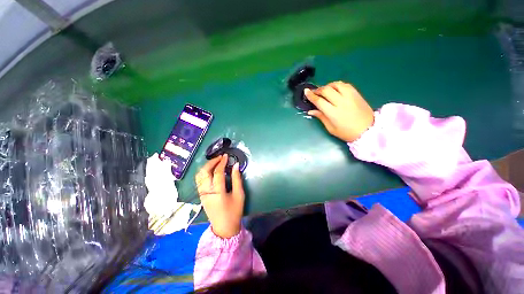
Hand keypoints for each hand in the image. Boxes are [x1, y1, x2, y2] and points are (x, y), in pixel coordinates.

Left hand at [195, 154, 244, 238]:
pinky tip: (211, 170)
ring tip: (215, 162)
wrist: (224, 228)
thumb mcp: (239, 195)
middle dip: (211, 162)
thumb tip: (236, 165)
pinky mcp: (201, 196)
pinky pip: (199, 180)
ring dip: (206, 166)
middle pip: (204, 172)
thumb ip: (237, 179)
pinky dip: (204, 172)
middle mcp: (207, 192)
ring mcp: (202, 194)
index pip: (217, 172)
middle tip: (220, 157)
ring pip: (199, 176)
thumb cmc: (234, 211)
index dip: (222, 162)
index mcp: (217, 192)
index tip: (226, 156)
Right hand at [304, 81, 373, 141]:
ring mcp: (350, 96)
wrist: (368, 130)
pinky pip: (345, 85)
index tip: (306, 91)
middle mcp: (341, 102)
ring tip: (324, 90)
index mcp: (333, 113)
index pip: (319, 101)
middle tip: (315, 93)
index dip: (311, 95)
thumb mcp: (331, 128)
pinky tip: (335, 89)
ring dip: (328, 86)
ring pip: (336, 85)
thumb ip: (321, 117)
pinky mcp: (357, 94)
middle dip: (318, 90)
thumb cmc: (347, 132)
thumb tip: (311, 111)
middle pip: (326, 90)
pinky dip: (337, 85)